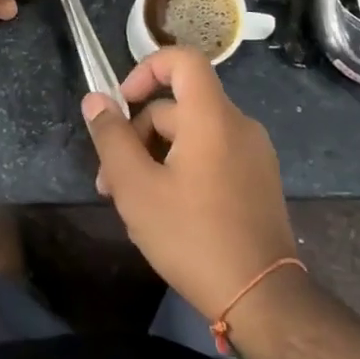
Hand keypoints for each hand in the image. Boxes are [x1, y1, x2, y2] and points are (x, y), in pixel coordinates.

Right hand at [82, 48, 298, 321]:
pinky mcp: (258, 180)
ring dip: (156, 157)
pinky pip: (213, 155)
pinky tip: (166, 211)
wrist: (263, 299)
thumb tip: (95, 99)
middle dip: (138, 135)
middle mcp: (238, 124)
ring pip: (192, 135)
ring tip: (132, 204)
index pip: (183, 59)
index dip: (147, 69)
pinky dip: (184, 168)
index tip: (122, 103)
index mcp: (212, 117)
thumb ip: (112, 138)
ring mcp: (253, 153)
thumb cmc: (193, 237)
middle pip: (179, 107)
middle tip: (110, 183)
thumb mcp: (137, 188)